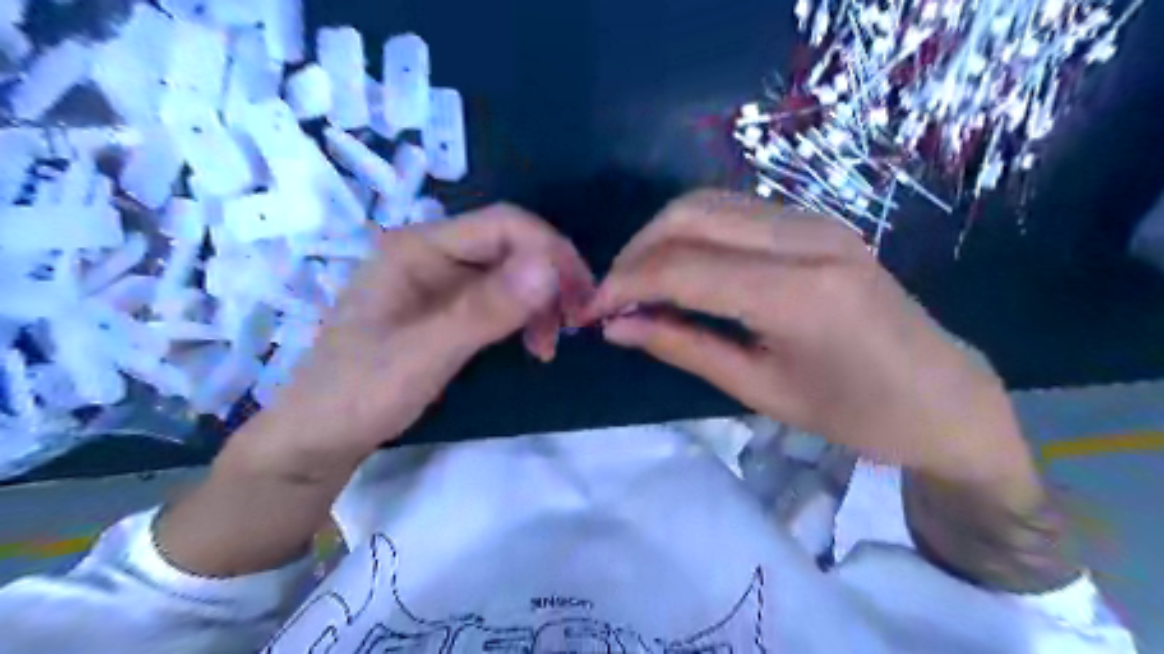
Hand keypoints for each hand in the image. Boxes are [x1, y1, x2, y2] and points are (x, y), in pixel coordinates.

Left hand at [157, 205, 591, 575]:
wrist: (317, 438)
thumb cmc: (359, 394)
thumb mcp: (423, 355)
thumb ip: (484, 311)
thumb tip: (549, 269)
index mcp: (417, 248)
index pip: (503, 225)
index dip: (550, 252)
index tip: (579, 299)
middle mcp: (431, 254)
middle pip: (511, 245)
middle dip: (551, 279)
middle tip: (573, 325)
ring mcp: (438, 281)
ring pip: (511, 272)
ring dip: (541, 301)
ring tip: (549, 345)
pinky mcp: (446, 308)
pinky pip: (500, 297)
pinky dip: (525, 316)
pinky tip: (532, 343)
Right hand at [588, 192, 1040, 497]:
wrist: (944, 395)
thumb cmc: (856, 414)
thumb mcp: (760, 391)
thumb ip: (683, 348)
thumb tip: (616, 327)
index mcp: (797, 295)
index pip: (683, 269)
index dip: (624, 285)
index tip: (590, 310)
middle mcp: (807, 239)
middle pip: (689, 215)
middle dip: (635, 252)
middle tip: (611, 295)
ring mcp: (816, 221)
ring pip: (709, 203)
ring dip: (660, 237)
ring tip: (639, 283)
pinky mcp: (817, 221)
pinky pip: (735, 211)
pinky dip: (693, 232)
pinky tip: (681, 267)